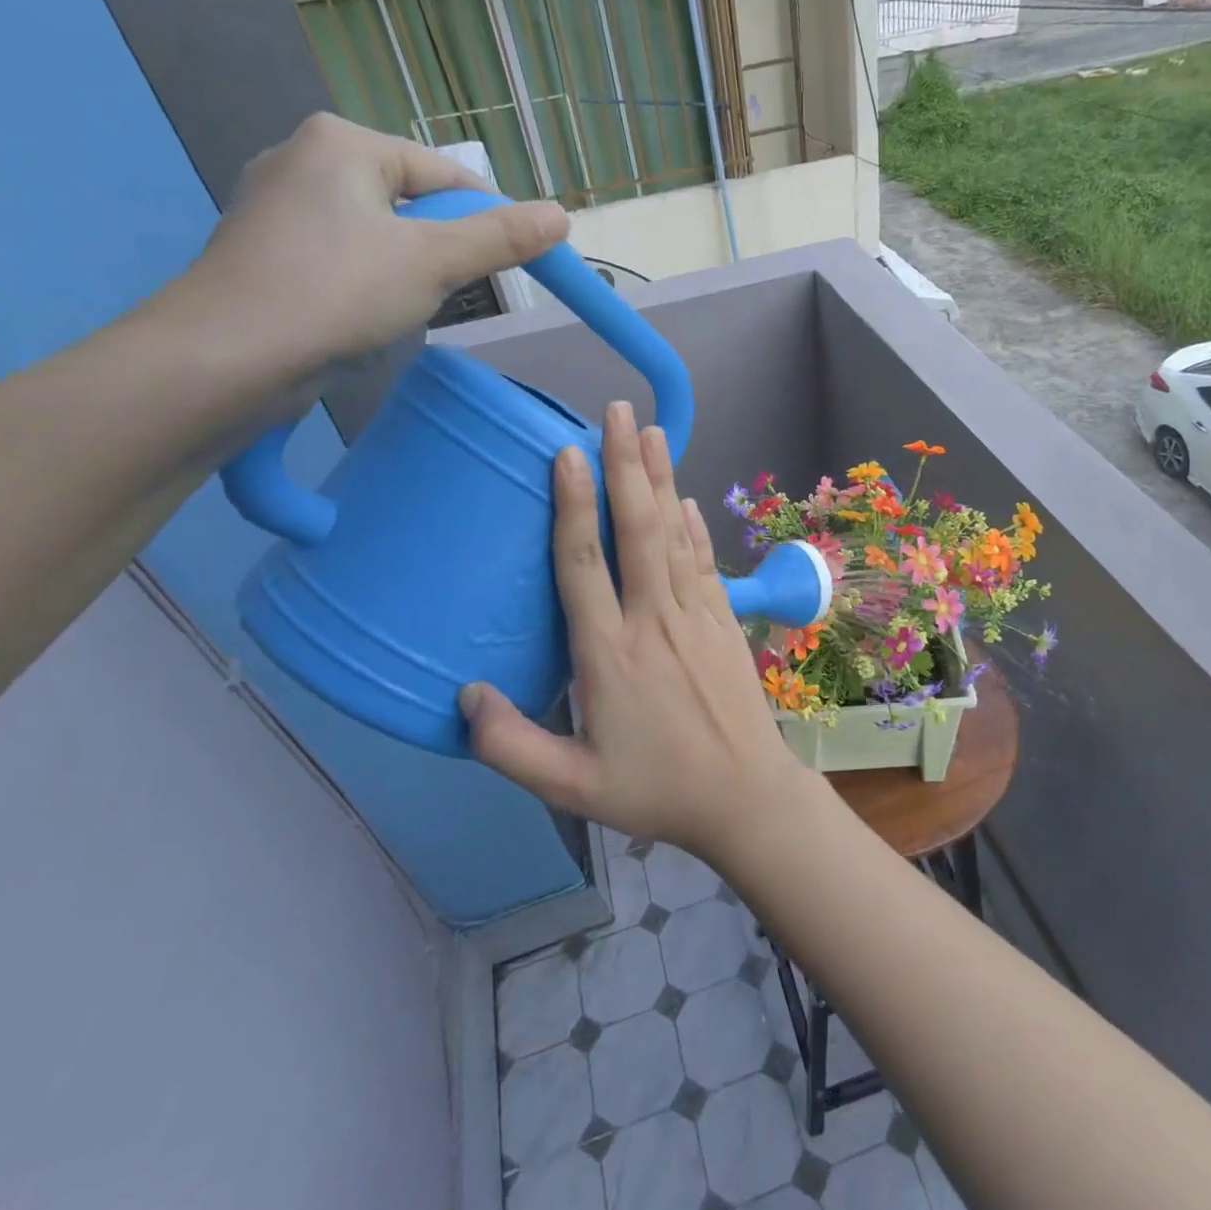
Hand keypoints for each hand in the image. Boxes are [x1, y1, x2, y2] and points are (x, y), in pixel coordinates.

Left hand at [153, 113, 567, 386]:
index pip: (445, 174)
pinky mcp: (267, 251)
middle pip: (411, 202)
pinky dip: (369, 284)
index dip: (490, 219)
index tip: (515, 265)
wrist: (231, 357)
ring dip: (408, 271)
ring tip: (408, 310)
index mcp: (343, 142)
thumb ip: (500, 238)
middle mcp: (303, 158)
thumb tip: (562, 216)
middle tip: (455, 293)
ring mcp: (278, 206)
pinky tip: (367, 317)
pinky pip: (344, 258)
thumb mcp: (433, 261)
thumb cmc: (338, 292)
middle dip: (443, 249)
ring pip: (378, 234)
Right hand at [460, 401, 808, 863]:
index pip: (583, 565)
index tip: (567, 453)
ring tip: (652, 430)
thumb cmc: (658, 791)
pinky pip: (704, 562)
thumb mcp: (572, 786)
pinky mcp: (724, 622)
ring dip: (661, 480)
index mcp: (610, 654)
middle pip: (635, 530)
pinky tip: (686, 499)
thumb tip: (464, 697)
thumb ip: (511, 746)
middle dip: (625, 466)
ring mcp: (696, 616)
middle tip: (616, 412)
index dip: (572, 505)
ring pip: (673, 535)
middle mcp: (653, 620)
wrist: (746, 797)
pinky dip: (693, 527)